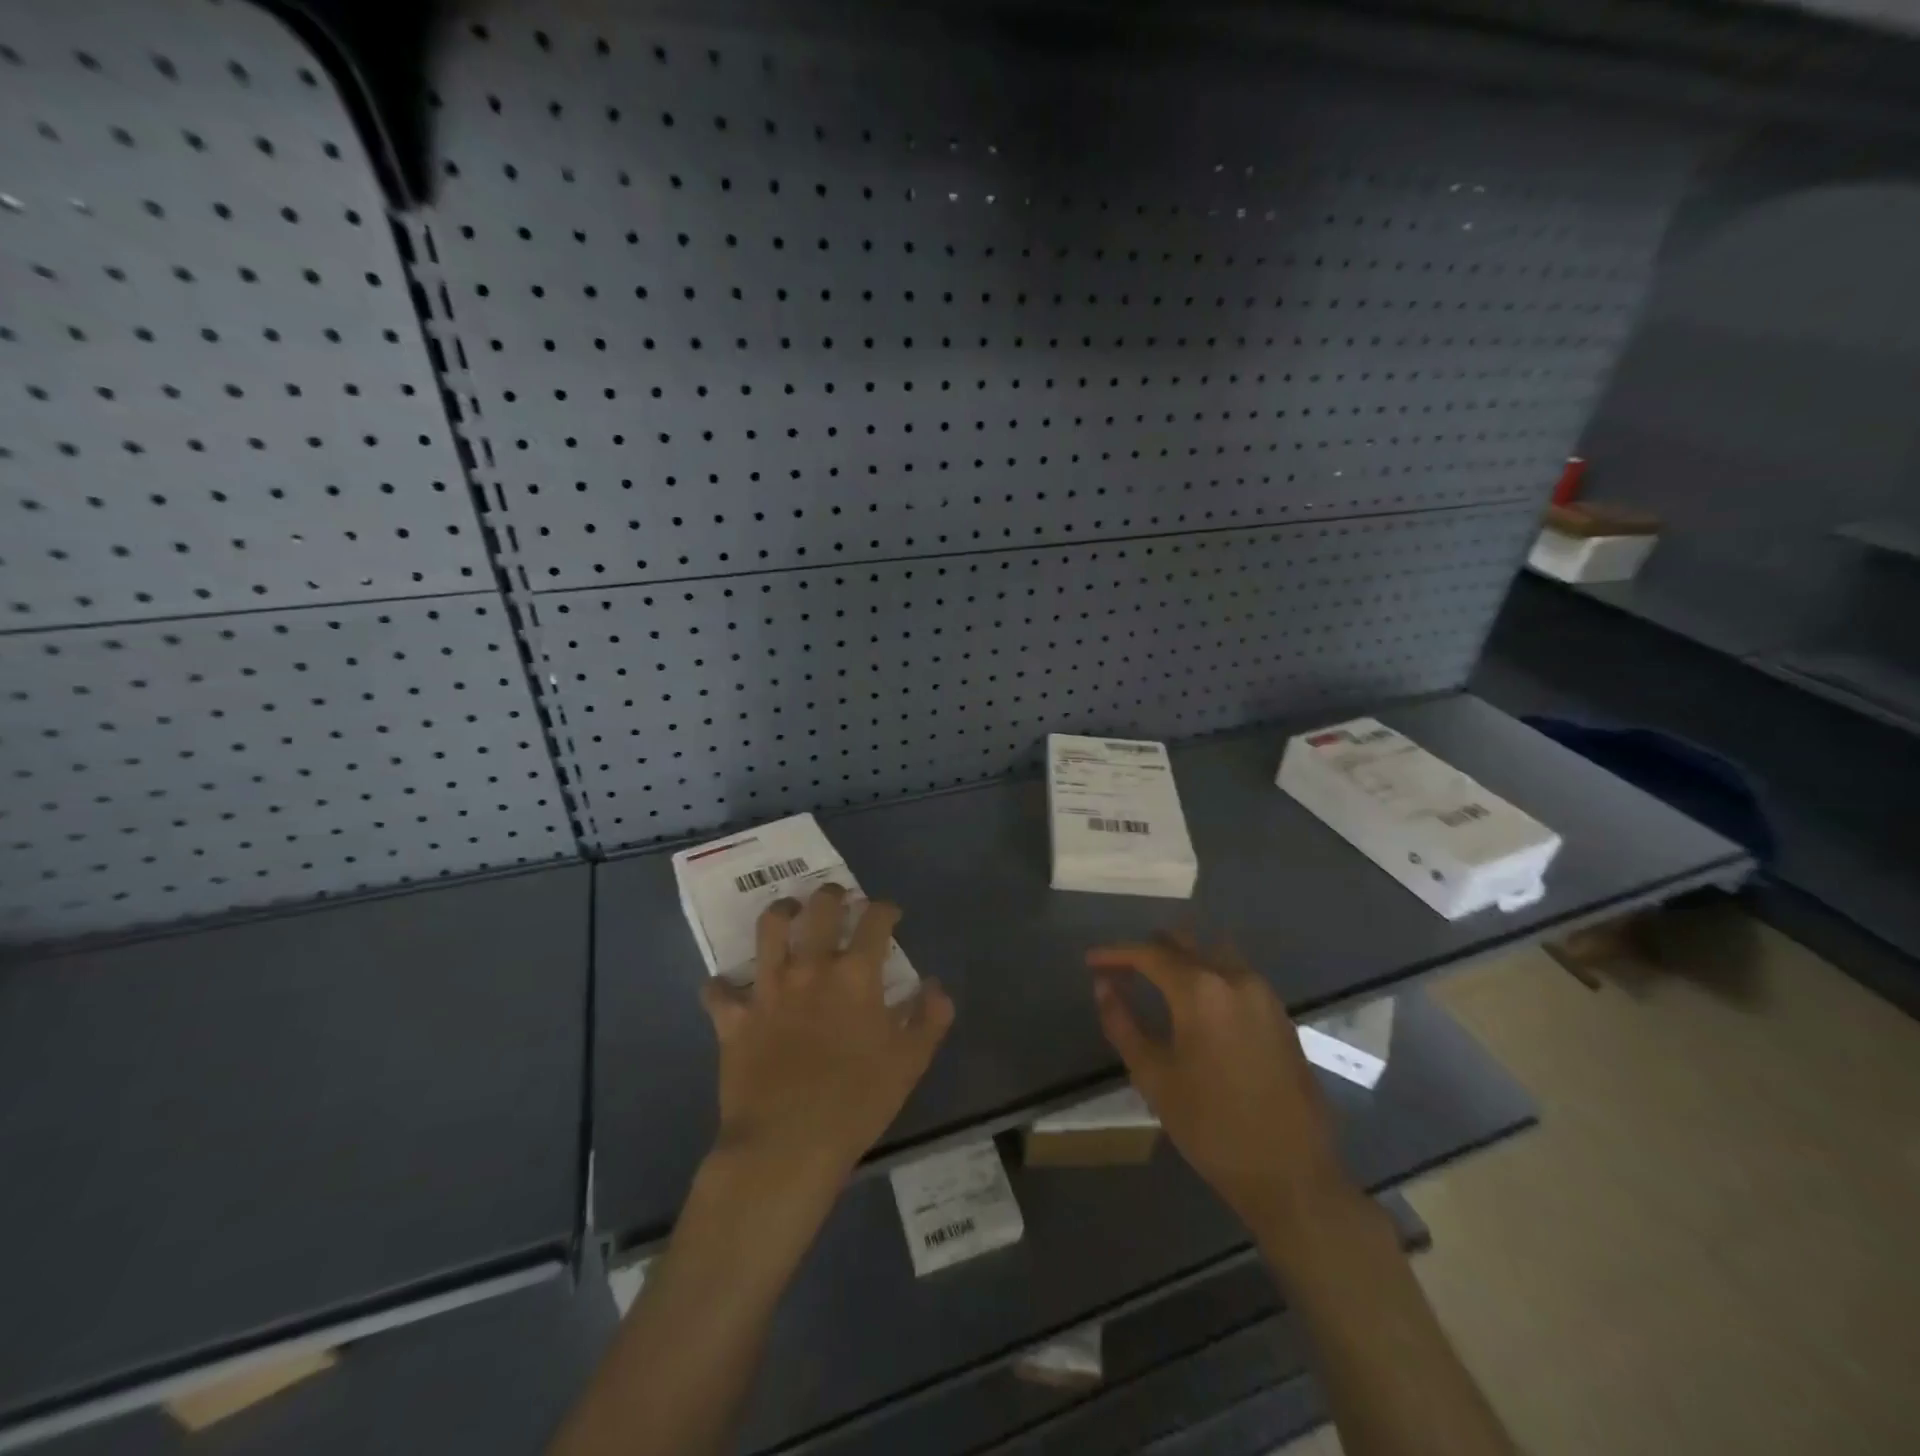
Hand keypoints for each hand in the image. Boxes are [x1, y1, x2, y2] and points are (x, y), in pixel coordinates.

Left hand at [701, 885, 954, 1192]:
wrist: (787, 1144)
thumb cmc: (857, 1102)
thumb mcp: (910, 1063)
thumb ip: (929, 1018)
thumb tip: (935, 986)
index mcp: (856, 975)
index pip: (875, 921)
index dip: (885, 909)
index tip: (890, 914)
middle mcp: (811, 968)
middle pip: (820, 909)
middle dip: (832, 895)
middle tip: (838, 897)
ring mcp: (768, 990)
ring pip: (768, 929)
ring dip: (780, 913)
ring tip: (788, 912)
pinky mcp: (734, 1018)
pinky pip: (719, 992)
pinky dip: (722, 986)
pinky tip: (727, 987)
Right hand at [1086, 933, 1356, 1242]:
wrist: (1292, 1175)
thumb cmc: (1212, 1126)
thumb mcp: (1154, 1077)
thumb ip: (1123, 1023)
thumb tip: (1103, 986)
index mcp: (1201, 990)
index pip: (1149, 953)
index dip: (1116, 953)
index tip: (1091, 961)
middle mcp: (1235, 978)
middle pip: (1184, 943)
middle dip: (1149, 950)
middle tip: (1120, 969)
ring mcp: (1263, 994)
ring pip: (1214, 953)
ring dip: (1182, 958)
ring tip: (1155, 981)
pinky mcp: (1280, 1014)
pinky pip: (1236, 975)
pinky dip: (1208, 975)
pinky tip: (1195, 1003)